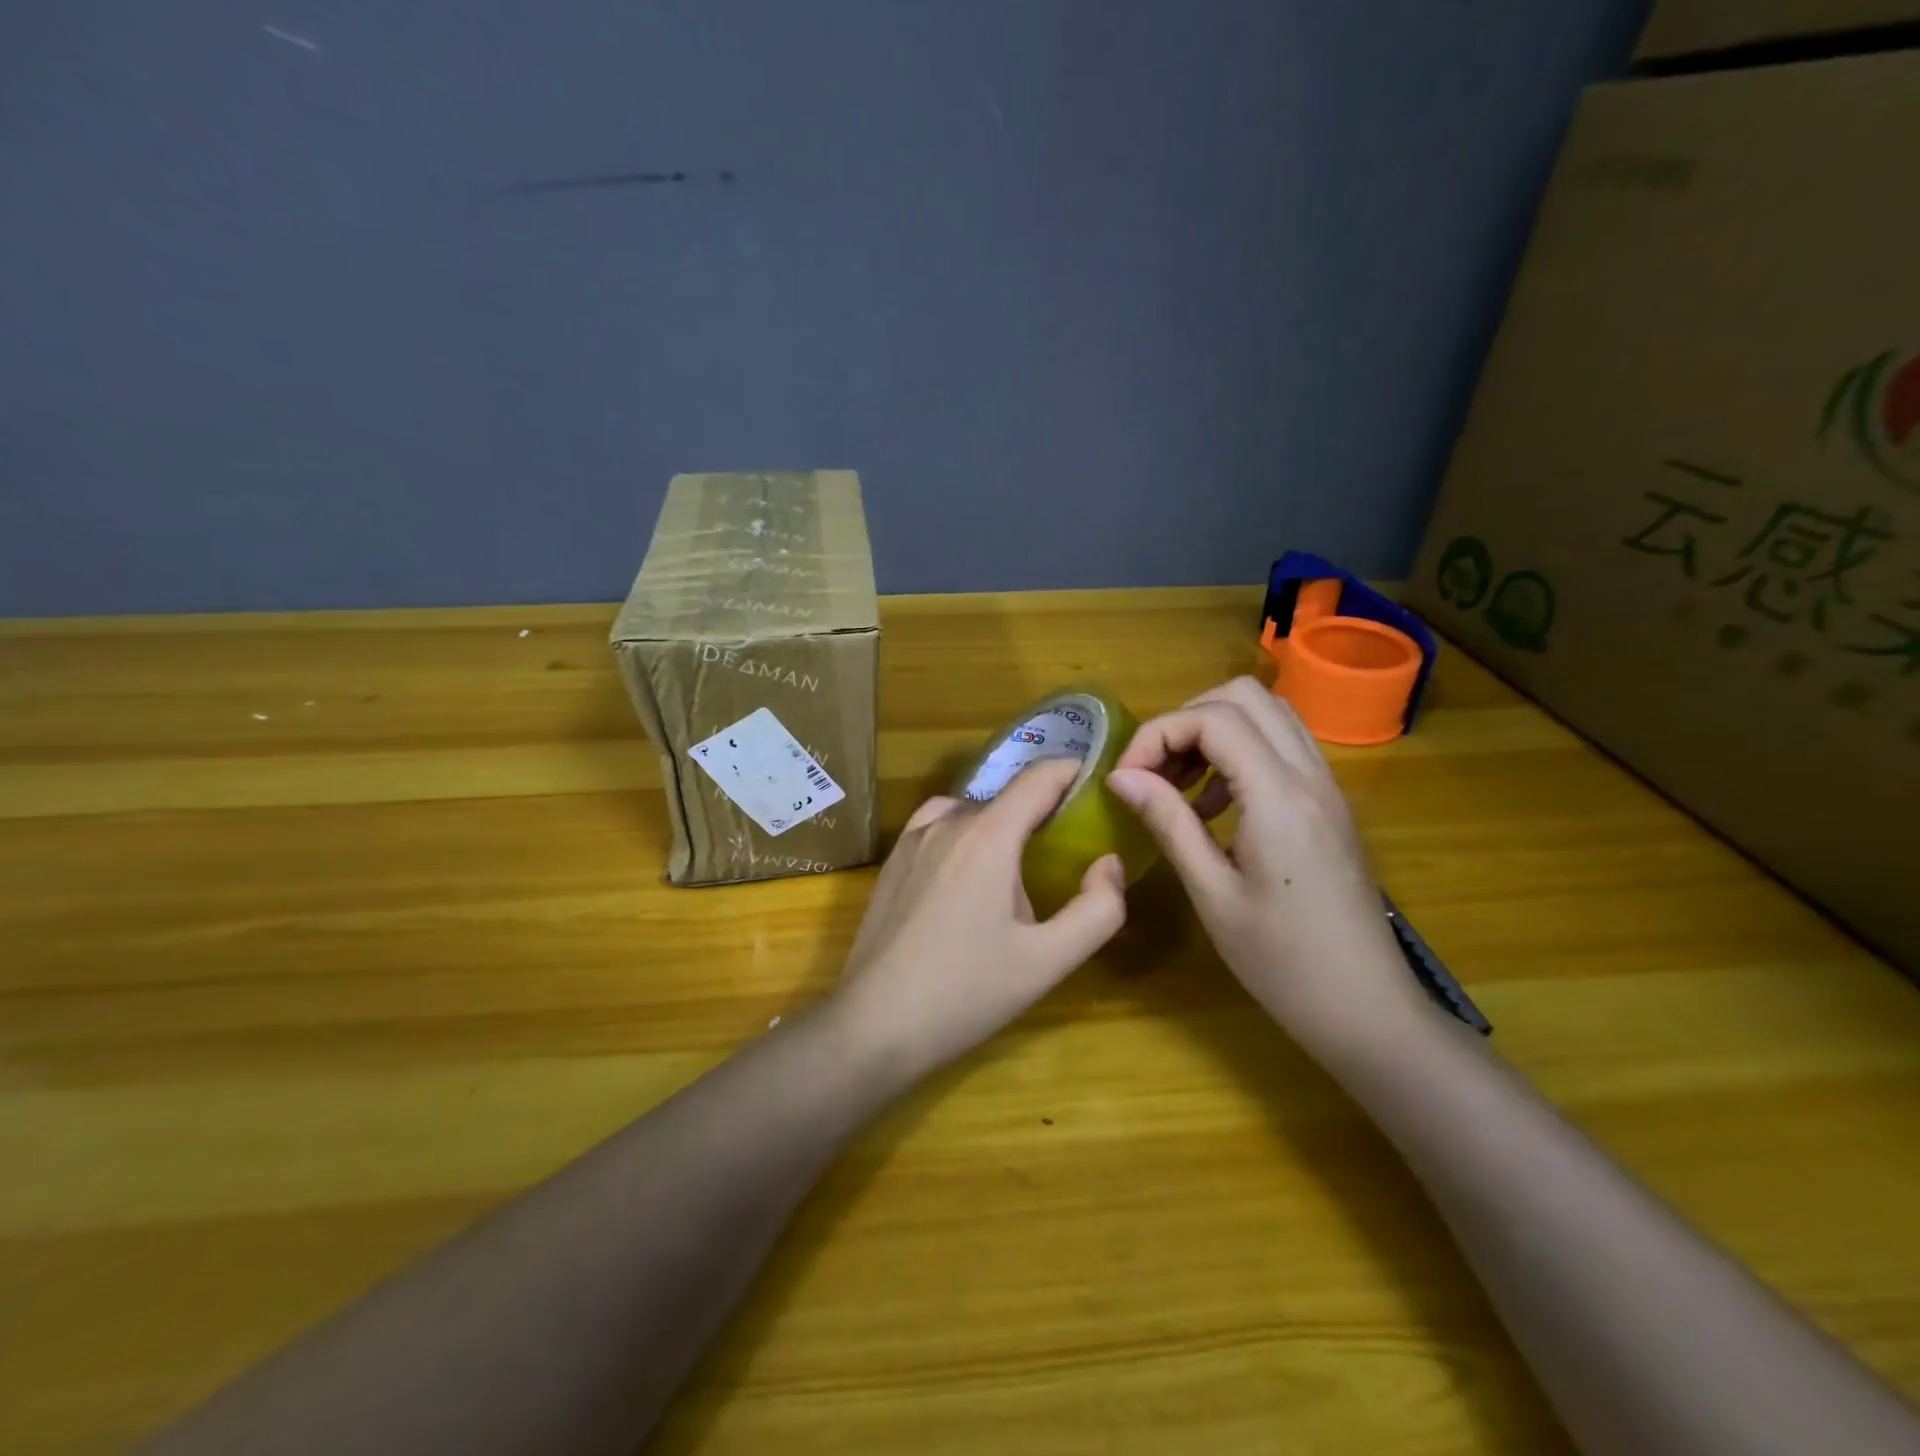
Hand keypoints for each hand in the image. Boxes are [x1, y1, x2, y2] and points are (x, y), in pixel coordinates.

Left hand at [833, 757, 1127, 1074]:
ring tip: (1020, 863)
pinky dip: (965, 833)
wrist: (875, 1023)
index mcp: (988, 837)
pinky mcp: (891, 861)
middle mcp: (946, 823)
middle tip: (1069, 847)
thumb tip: (1108, 863)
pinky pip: (938, 826)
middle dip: (1043, 811)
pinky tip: (968, 873)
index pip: (1039, 777)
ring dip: (1002, 824)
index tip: (1100, 789)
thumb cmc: (966, 993)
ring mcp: (911, 839)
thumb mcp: (1047, 961)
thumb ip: (1096, 910)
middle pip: (1007, 797)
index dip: (1075, 773)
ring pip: (971, 811)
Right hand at [1106, 677, 1424, 1051]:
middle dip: (1186, 719)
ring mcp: (1326, 786)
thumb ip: (1168, 822)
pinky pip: (1282, 747)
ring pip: (1268, 714)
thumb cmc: (1281, 962)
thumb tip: (1121, 776)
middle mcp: (1309, 775)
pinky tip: (1214, 807)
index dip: (1159, 733)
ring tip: (1178, 785)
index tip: (1126, 777)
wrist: (1366, 1009)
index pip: (1213, 718)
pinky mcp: (1330, 804)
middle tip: (1154, 770)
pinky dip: (1239, 753)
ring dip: (1214, 732)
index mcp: (1279, 796)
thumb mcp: (1211, 894)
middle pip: (1244, 696)